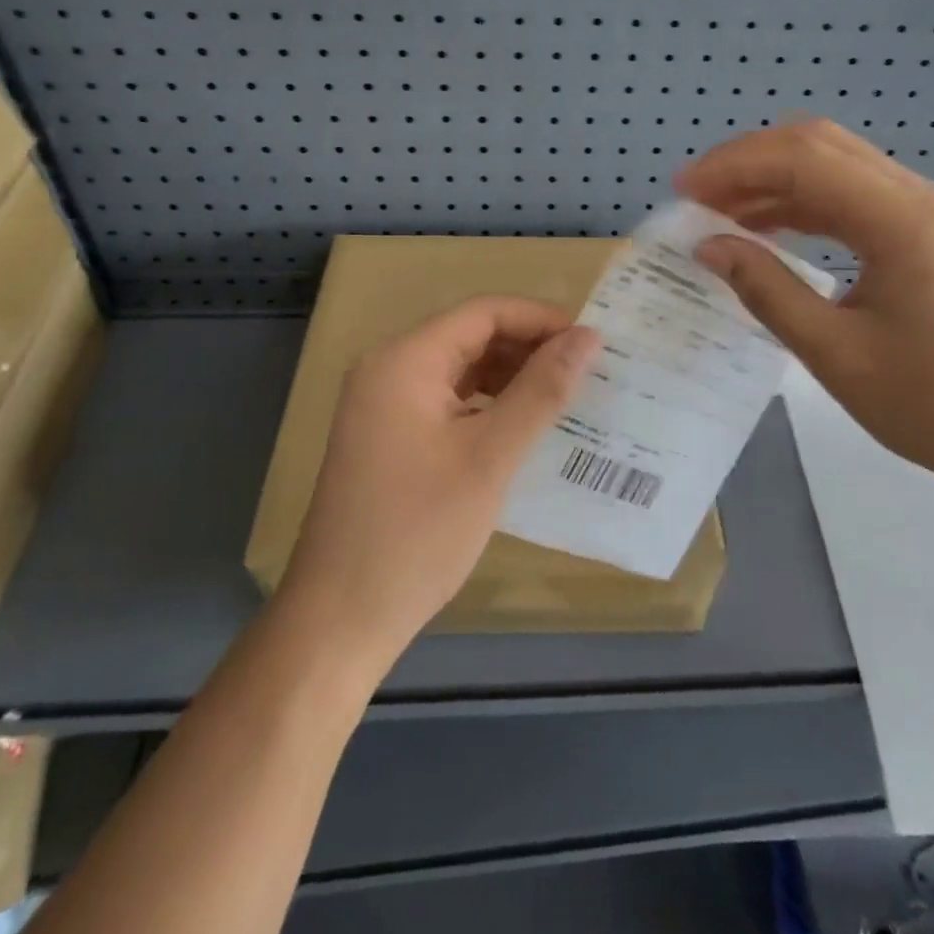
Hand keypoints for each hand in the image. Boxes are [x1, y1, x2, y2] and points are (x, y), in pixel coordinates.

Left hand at [278, 296, 598, 673]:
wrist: (341, 620)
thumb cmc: (418, 532)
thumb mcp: (490, 457)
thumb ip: (541, 391)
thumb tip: (588, 337)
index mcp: (404, 361)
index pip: (483, 312)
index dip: (540, 319)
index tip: (592, 342)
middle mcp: (388, 369)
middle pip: (470, 336)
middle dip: (528, 348)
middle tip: (586, 373)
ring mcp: (382, 404)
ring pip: (459, 369)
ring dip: (510, 377)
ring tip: (563, 398)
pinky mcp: (386, 436)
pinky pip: (446, 401)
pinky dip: (486, 405)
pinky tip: (521, 427)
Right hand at [676, 121, 933, 499]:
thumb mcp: (837, 355)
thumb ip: (767, 291)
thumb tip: (709, 246)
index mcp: (900, 220)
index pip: (802, 160)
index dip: (733, 166)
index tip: (682, 192)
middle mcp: (916, 198)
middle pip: (819, 145)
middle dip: (749, 161)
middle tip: (696, 195)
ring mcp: (927, 214)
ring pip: (836, 166)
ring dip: (774, 180)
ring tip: (720, 212)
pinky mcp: (927, 235)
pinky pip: (853, 198)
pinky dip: (803, 203)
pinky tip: (769, 230)